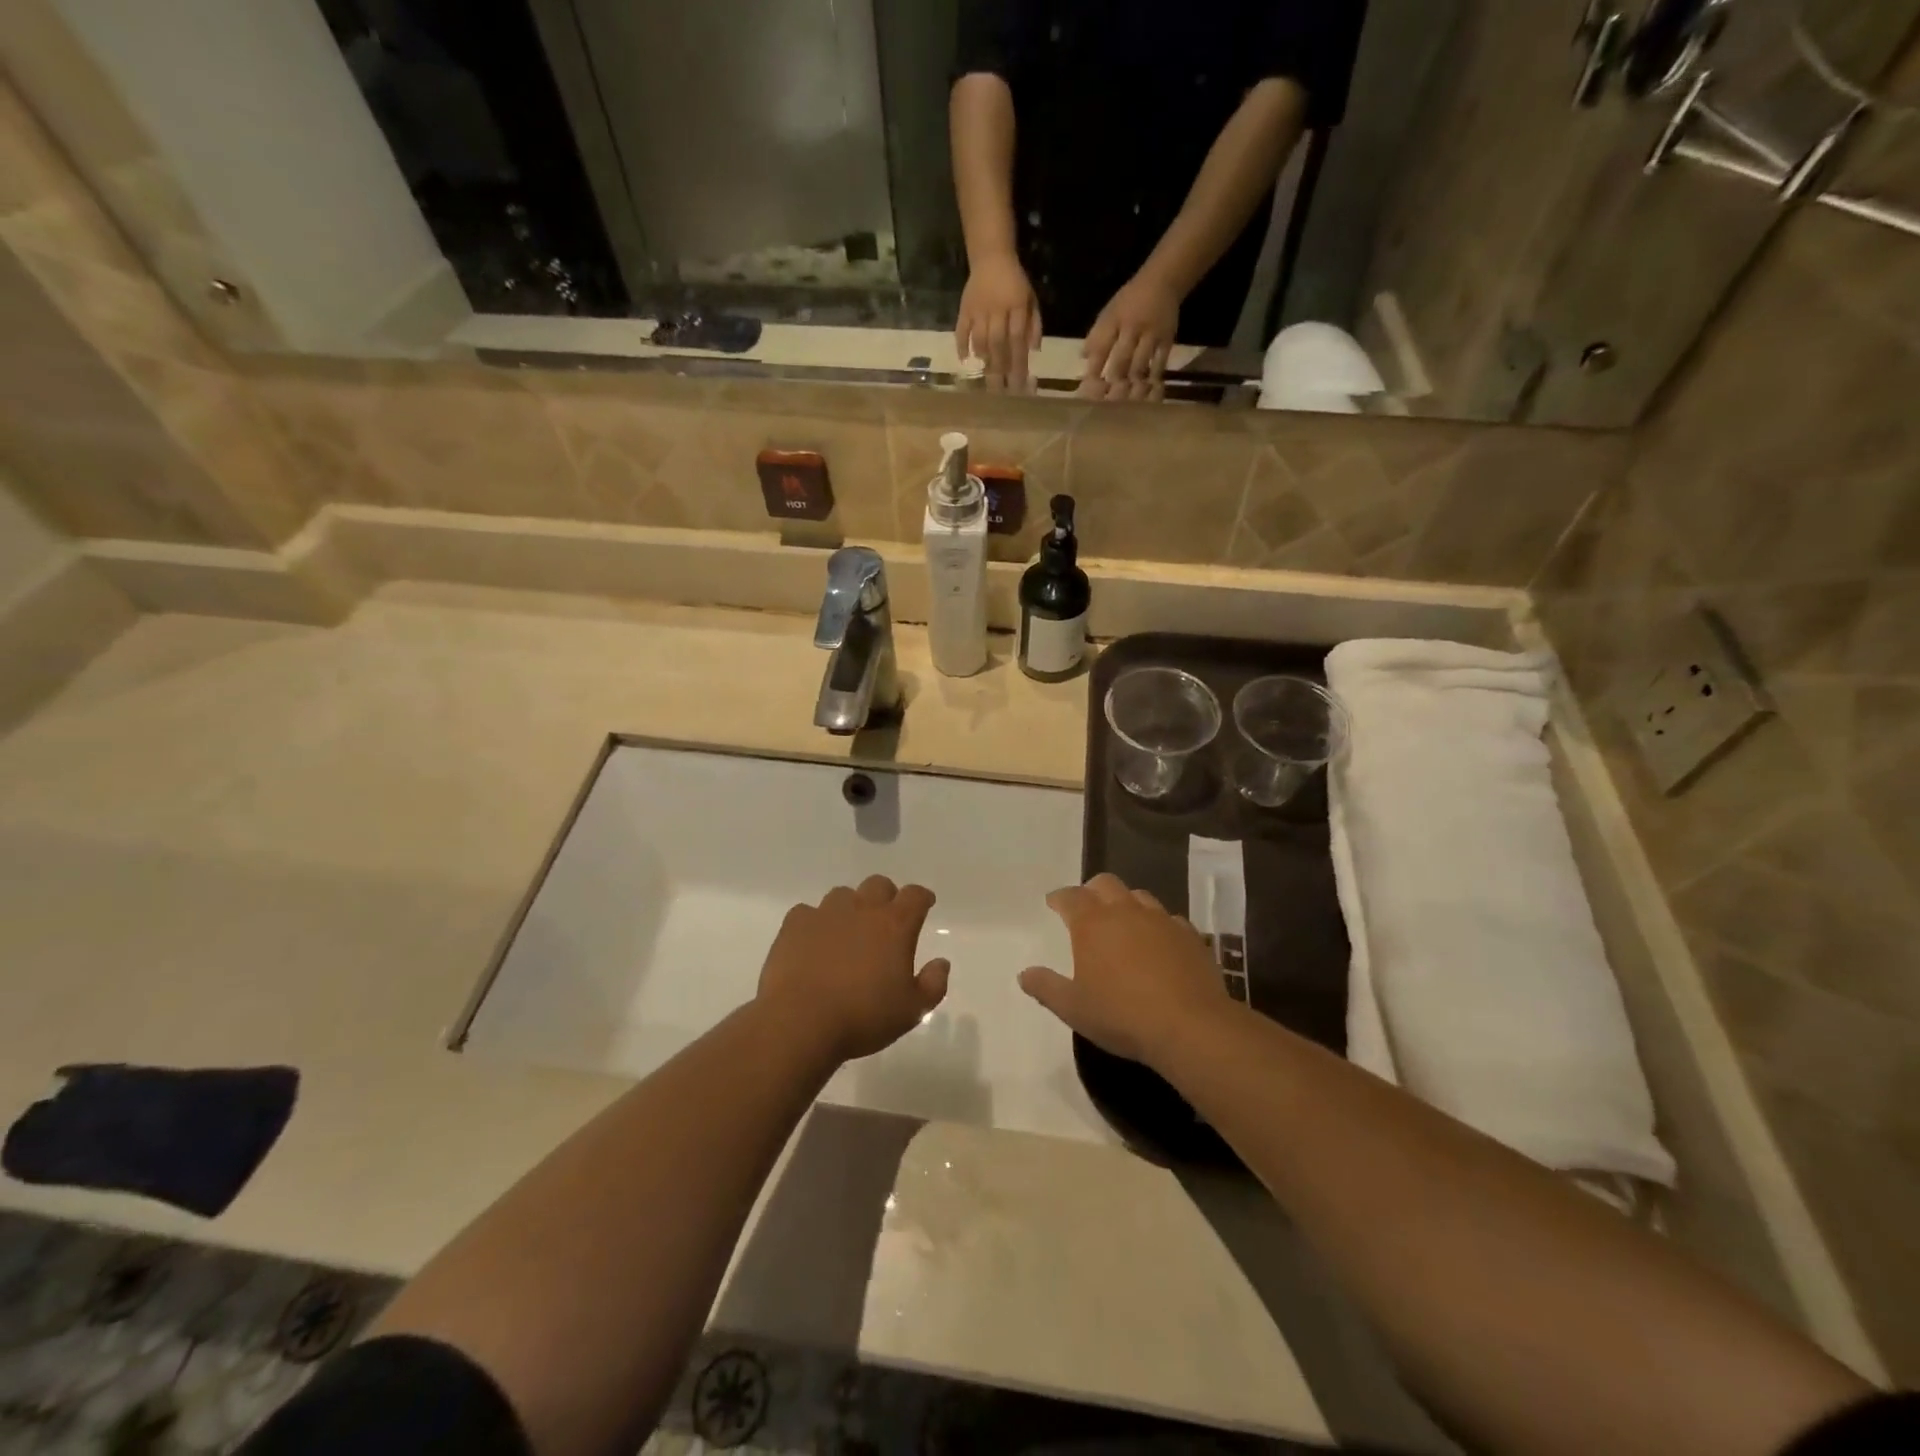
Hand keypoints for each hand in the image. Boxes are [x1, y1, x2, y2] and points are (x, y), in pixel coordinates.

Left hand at [757, 877, 950, 1063]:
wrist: (800, 1021)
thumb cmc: (863, 1017)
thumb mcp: (912, 1010)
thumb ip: (933, 984)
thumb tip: (941, 963)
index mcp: (894, 925)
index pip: (915, 896)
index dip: (922, 897)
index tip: (925, 904)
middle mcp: (862, 909)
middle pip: (879, 884)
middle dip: (887, 896)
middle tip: (886, 919)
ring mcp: (825, 913)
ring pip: (843, 894)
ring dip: (850, 907)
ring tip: (848, 931)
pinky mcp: (795, 925)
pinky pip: (808, 912)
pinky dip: (814, 922)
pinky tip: (813, 942)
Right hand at [956, 253, 1041, 389]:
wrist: (991, 256)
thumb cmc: (1015, 282)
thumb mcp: (1030, 299)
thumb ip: (1034, 324)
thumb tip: (1034, 351)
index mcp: (1016, 306)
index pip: (1017, 339)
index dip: (1018, 363)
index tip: (1019, 385)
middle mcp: (996, 309)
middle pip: (998, 343)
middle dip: (1000, 369)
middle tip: (1000, 391)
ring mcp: (978, 309)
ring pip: (980, 339)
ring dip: (984, 359)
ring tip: (987, 375)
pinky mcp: (964, 308)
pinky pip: (961, 329)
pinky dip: (961, 345)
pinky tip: (964, 360)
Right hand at [1019, 874, 1230, 1068]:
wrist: (1190, 1026)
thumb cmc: (1122, 1015)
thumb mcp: (1073, 1008)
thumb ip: (1045, 987)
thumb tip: (1024, 974)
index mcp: (1092, 923)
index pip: (1070, 896)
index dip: (1059, 898)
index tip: (1053, 903)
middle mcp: (1125, 911)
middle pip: (1105, 884)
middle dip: (1092, 890)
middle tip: (1086, 907)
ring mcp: (1161, 920)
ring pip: (1139, 896)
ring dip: (1126, 903)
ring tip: (1122, 922)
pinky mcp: (1190, 935)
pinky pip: (1169, 919)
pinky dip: (1157, 925)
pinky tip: (1158, 942)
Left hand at [1082, 273, 1180, 393]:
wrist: (1163, 281)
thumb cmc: (1130, 301)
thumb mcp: (1109, 312)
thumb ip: (1097, 335)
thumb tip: (1083, 357)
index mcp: (1114, 320)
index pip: (1101, 348)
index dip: (1094, 369)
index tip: (1087, 389)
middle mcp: (1133, 327)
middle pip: (1121, 360)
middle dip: (1113, 381)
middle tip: (1107, 401)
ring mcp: (1152, 334)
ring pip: (1140, 365)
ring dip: (1132, 383)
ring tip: (1126, 400)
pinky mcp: (1167, 340)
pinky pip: (1160, 363)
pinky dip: (1152, 378)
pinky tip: (1147, 390)